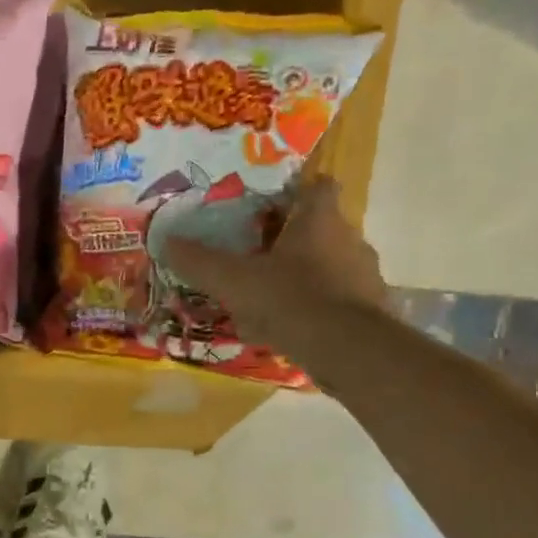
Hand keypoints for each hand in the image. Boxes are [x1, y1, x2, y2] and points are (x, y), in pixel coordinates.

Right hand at [160, 179, 387, 360]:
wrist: (346, 350)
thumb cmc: (289, 299)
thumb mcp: (232, 280)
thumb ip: (199, 261)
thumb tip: (166, 242)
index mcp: (319, 221)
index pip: (318, 186)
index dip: (295, 191)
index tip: (270, 204)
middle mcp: (349, 240)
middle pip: (320, 228)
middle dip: (290, 239)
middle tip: (256, 253)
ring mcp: (364, 276)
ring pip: (329, 265)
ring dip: (302, 275)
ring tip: (269, 295)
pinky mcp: (370, 310)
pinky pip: (336, 299)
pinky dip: (314, 307)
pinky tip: (288, 327)